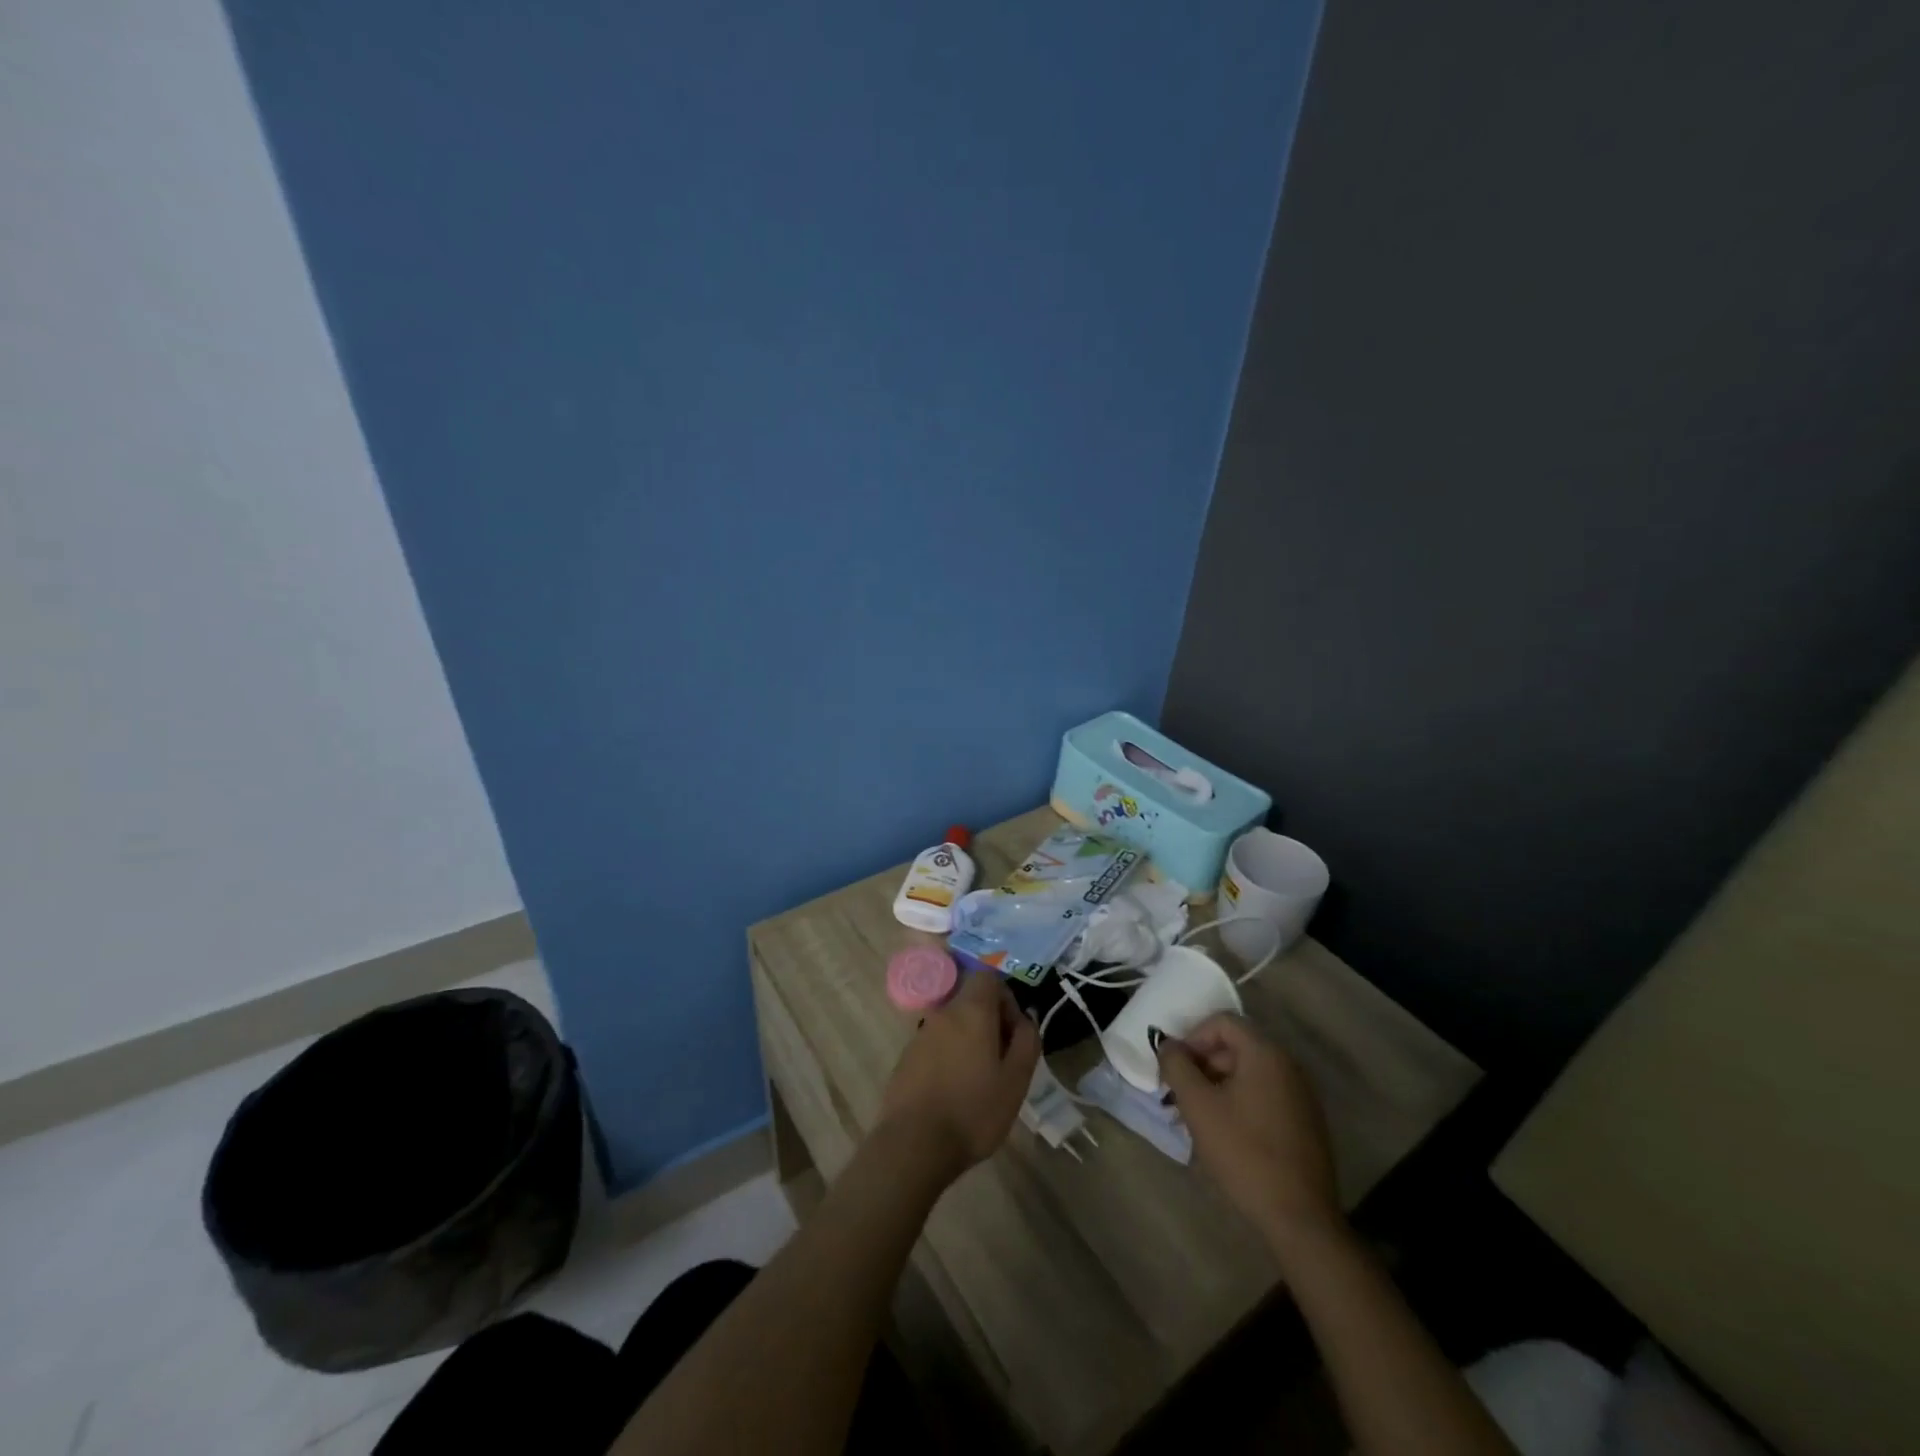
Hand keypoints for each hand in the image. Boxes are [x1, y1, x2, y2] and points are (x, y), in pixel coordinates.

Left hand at [877, 970, 1039, 1185]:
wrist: (914, 1144)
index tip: (1014, 1033)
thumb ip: (1027, 1041)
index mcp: (971, 1011)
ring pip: (953, 1025)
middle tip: (1003, 1061)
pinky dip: (949, 1058)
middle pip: (970, 1002)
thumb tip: (1026, 1020)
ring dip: (970, 1042)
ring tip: (980, 1081)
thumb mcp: (1016, 1079)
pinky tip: (954, 1093)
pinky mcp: (906, 1059)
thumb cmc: (973, 1110)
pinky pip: (936, 1046)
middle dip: (990, 1023)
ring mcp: (920, 1035)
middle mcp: (942, 1014)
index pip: (988, 978)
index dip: (1006, 999)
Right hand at [1157, 1013, 1343, 1253]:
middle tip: (1178, 1095)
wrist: (1300, 1219)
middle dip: (1201, 1065)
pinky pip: (1263, 1096)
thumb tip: (1168, 1045)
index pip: (1221, 1022)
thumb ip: (1177, 1066)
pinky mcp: (1305, 1123)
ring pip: (1247, 1074)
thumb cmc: (1244, 1153)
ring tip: (1195, 1118)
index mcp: (1266, 1054)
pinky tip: (1223, 1134)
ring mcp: (1300, 1096)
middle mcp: (1288, 1066)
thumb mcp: (1198, 1105)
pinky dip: (1238, 1103)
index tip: (1175, 1069)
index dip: (1191, 1038)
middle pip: (1235, 1047)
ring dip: (1216, 1086)